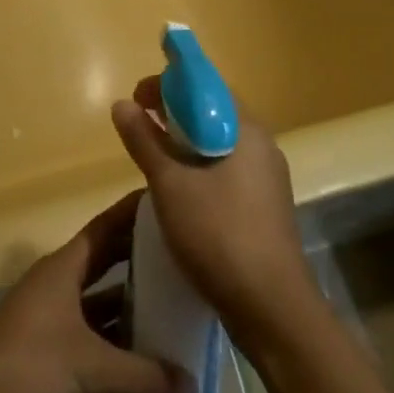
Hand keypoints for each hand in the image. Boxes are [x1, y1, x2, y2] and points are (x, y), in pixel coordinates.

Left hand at [0, 191, 194, 392]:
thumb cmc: (26, 367)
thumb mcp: (90, 368)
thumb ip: (143, 375)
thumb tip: (192, 384)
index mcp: (63, 269)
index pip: (106, 228)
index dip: (134, 214)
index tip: (168, 201)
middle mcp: (59, 287)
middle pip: (106, 264)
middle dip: (141, 261)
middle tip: (186, 258)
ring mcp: (52, 323)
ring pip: (101, 306)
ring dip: (132, 308)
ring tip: (177, 309)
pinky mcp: (49, 359)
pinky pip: (94, 342)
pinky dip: (118, 347)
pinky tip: (149, 361)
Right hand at [111, 77, 318, 355]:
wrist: (272, 308)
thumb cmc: (218, 234)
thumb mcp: (170, 184)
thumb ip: (144, 141)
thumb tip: (122, 104)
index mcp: (247, 130)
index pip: (207, 87)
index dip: (170, 84)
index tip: (138, 96)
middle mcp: (262, 146)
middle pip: (214, 114)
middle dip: (174, 112)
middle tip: (140, 123)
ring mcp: (267, 179)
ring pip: (219, 144)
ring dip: (185, 142)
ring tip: (152, 154)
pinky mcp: (264, 207)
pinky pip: (227, 170)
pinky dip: (199, 167)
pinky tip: (178, 188)